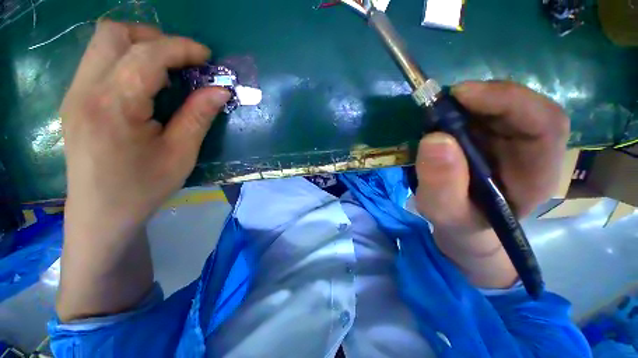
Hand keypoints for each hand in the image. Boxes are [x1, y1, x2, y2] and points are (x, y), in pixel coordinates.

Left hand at [62, 21, 229, 238]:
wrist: (101, 214)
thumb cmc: (143, 188)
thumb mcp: (181, 155)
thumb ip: (199, 116)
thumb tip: (221, 90)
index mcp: (113, 106)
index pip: (147, 54)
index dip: (181, 48)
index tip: (207, 57)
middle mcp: (85, 90)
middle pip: (114, 33)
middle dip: (154, 38)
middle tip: (182, 62)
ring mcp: (74, 93)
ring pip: (103, 42)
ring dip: (140, 46)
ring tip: (166, 72)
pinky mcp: (75, 100)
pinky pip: (100, 61)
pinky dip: (127, 60)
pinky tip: (145, 86)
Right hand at [414, 81, 568, 287]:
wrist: (462, 225)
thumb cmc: (460, 224)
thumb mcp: (446, 213)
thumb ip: (441, 185)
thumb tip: (434, 139)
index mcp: (536, 173)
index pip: (545, 123)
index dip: (508, 100)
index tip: (460, 96)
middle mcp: (531, 150)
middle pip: (522, 106)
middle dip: (482, 98)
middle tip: (441, 103)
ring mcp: (510, 141)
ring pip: (499, 106)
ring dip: (466, 104)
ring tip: (437, 114)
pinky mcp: (490, 138)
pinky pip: (480, 114)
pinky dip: (459, 111)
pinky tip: (441, 120)